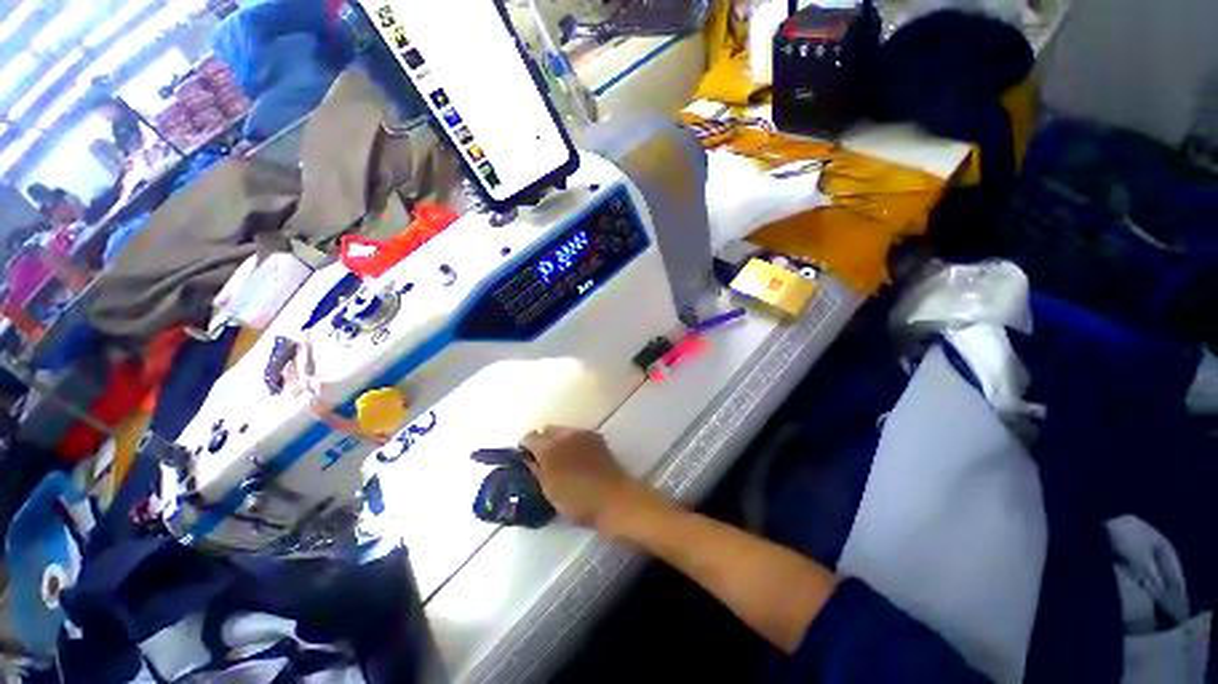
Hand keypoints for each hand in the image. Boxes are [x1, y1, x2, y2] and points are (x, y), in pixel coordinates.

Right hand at [520, 427, 660, 532]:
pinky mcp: (596, 437)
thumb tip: (528, 459)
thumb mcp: (549, 490)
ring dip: (558, 441)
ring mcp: (583, 433)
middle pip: (547, 430)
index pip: (529, 437)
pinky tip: (577, 459)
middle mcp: (565, 434)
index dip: (524, 447)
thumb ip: (536, 470)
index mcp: (549, 447)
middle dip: (542, 441)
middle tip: (542, 460)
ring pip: (563, 431)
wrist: (614, 499)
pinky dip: (572, 442)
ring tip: (561, 460)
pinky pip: (578, 434)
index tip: (524, 458)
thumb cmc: (577, 501)